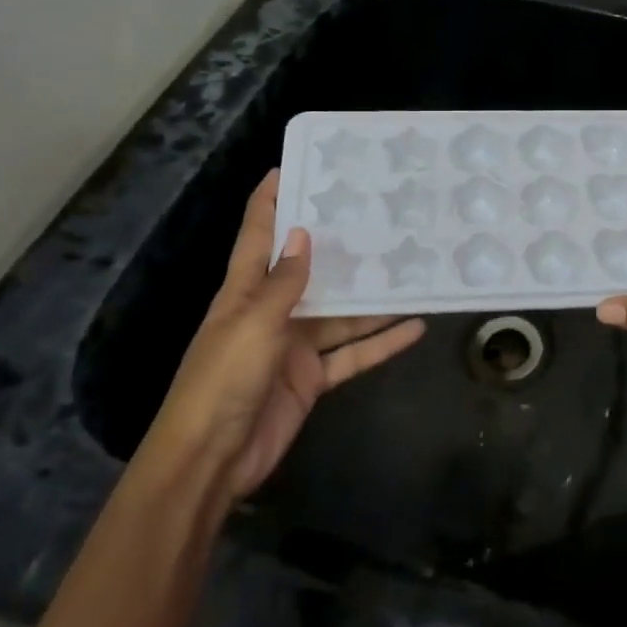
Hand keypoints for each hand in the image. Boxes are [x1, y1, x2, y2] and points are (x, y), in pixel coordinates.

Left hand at [142, 170, 424, 501]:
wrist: (211, 461)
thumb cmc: (223, 381)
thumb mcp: (253, 324)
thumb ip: (284, 283)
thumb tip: (303, 234)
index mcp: (244, 291)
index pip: (258, 234)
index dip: (271, 200)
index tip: (294, 165)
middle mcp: (270, 311)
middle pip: (309, 270)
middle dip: (339, 245)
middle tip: (380, 215)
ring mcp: (293, 346)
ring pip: (341, 313)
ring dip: (374, 298)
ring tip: (412, 269)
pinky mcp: (312, 379)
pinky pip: (353, 354)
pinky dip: (382, 343)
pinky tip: (415, 326)